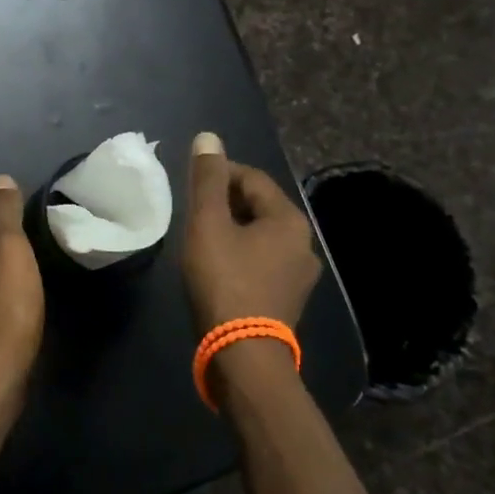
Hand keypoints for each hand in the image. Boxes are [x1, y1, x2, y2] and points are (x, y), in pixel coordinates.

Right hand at [182, 132, 321, 336]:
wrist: (243, 356)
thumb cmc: (224, 281)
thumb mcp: (208, 224)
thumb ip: (208, 179)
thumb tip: (208, 137)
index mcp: (289, 220)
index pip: (252, 178)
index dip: (219, 174)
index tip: (190, 186)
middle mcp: (304, 243)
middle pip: (259, 206)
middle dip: (226, 203)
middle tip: (193, 213)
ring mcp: (300, 275)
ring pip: (261, 236)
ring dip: (233, 230)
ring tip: (201, 239)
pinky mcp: (288, 300)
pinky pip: (263, 262)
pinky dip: (241, 255)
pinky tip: (219, 268)